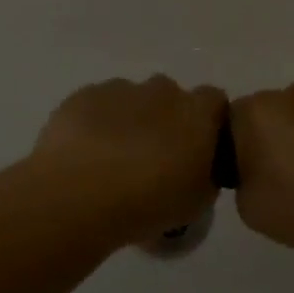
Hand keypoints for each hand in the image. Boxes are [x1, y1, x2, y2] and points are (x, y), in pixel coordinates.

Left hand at [28, 77, 226, 243]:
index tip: (198, 150)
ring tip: (113, 161)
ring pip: (132, 99)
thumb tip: (201, 166)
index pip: (215, 102)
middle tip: (153, 159)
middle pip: (171, 97)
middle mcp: (162, 90)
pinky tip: (85, 155)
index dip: (208, 123)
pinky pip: (98, 105)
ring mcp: (121, 89)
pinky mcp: (84, 95)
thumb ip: (206, 175)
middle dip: (165, 120)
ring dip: (130, 121)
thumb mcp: (196, 203)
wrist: (79, 195)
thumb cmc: (148, 202)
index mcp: (197, 113)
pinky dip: (97, 123)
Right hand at [229, 83, 293, 249]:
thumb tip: (255, 172)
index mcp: (256, 110)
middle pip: (266, 118)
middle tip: (277, 184)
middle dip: (267, 144)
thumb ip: (241, 184)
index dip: (233, 153)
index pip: (228, 124)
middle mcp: (289, 94)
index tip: (247, 181)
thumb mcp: (251, 209)